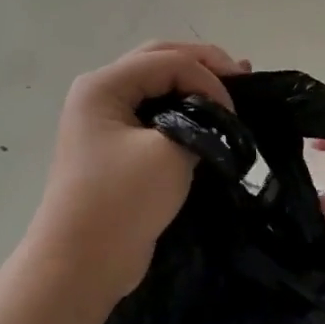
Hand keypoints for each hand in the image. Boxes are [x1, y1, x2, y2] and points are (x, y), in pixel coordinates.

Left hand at [28, 41, 249, 301]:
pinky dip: (184, 110)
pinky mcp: (117, 147)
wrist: (81, 263)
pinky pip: (155, 113)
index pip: (167, 60)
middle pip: (158, 60)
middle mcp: (100, 93)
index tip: (233, 113)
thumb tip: (214, 117)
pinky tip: (210, 113)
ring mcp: (106, 120)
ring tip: (235, 84)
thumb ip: (198, 122)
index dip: (206, 78)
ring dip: (195, 83)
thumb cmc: (121, 201)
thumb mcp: (169, 153)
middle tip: (243, 75)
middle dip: (203, 65)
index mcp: (103, 86)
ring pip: (157, 85)